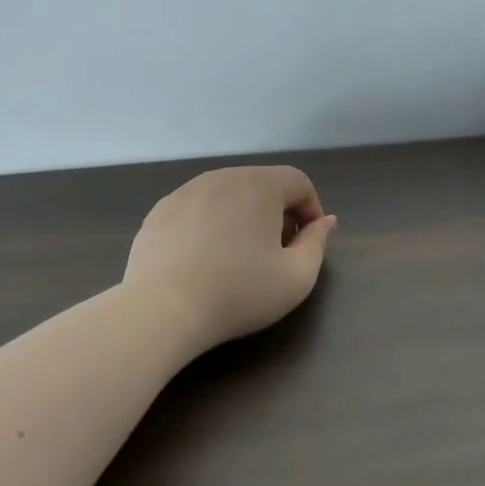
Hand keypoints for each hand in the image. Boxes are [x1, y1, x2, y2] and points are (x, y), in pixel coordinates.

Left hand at [124, 166, 338, 352]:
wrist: (163, 308)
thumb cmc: (239, 292)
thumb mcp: (297, 277)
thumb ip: (317, 243)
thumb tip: (325, 221)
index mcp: (260, 185)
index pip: (298, 182)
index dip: (311, 209)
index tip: (308, 242)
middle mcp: (222, 177)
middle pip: (261, 184)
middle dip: (277, 211)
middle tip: (277, 250)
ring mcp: (185, 191)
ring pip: (226, 194)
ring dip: (241, 215)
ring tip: (238, 255)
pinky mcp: (159, 211)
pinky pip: (197, 208)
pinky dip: (209, 224)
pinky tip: (203, 258)